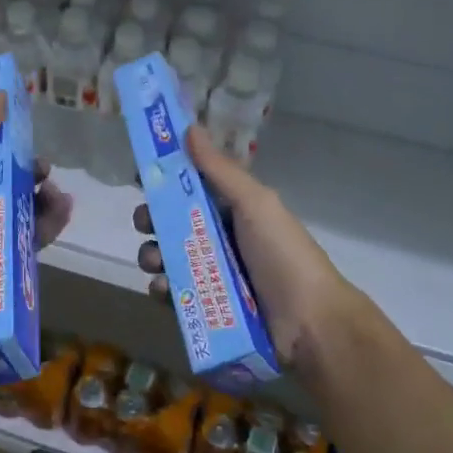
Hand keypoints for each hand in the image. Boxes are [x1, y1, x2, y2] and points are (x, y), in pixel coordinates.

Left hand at [0, 92, 74, 331]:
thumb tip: (1, 93)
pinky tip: (61, 216)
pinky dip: (47, 227)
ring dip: (47, 201)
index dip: (12, 148)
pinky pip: (28, 241)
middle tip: (46, 175)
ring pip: (25, 212)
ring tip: (60, 199)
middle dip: (34, 176)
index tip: (30, 142)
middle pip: (12, 185)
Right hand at [133, 124, 355, 371]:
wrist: (310, 324)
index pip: (191, 188)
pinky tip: (164, 289)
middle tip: (145, 223)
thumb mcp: (255, 204)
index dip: (166, 181)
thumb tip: (190, 128)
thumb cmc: (284, 255)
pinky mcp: (208, 308)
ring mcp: (214, 275)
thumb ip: (220, 170)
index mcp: (234, 210)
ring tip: (156, 262)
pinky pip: (176, 295)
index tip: (142, 177)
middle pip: (173, 223)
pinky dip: (164, 290)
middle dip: (153, 220)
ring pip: (169, 258)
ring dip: (153, 255)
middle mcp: (222, 239)